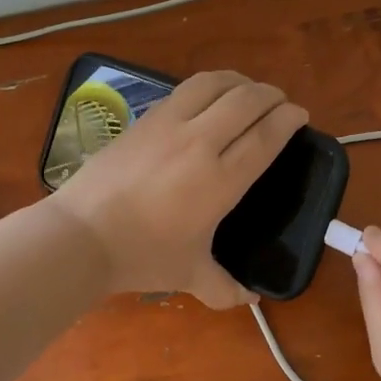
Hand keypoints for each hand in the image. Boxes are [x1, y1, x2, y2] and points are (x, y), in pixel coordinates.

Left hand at [50, 70, 306, 307]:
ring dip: (238, 81)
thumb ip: (226, 288)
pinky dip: (206, 86)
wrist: (81, 236)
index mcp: (221, 180)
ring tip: (247, 90)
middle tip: (279, 103)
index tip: (299, 115)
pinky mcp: (143, 119)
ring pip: (213, 84)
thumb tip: (251, 299)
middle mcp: (200, 142)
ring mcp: (168, 125)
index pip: (266, 135)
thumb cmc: (142, 256)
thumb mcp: (190, 275)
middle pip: (246, 100)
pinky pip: (183, 90)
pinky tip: (206, 98)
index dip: (288, 119)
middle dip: (271, 95)